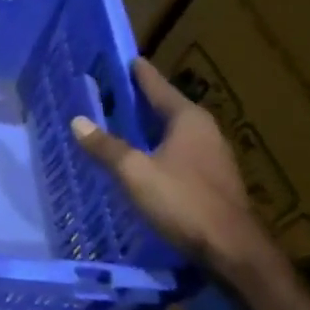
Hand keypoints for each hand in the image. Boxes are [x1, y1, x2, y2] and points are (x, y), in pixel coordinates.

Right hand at [71, 58, 269, 276]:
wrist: (231, 251)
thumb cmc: (183, 201)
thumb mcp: (134, 172)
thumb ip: (106, 146)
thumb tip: (77, 121)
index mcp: (189, 120)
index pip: (158, 87)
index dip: (139, 74)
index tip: (124, 58)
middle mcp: (204, 132)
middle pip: (166, 108)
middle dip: (139, 101)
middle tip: (111, 92)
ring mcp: (212, 157)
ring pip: (172, 133)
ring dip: (148, 128)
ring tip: (120, 124)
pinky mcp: (211, 181)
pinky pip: (177, 153)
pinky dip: (156, 149)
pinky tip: (140, 159)